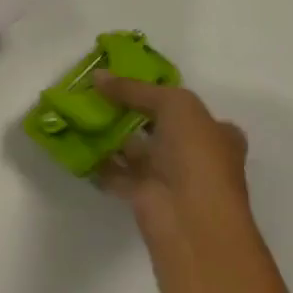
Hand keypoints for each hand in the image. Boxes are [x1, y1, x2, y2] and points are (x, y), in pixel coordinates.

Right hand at [92, 74, 249, 244]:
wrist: (190, 216)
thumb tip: (98, 76)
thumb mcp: (173, 104)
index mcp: (216, 134)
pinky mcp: (143, 195)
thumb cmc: (196, 154)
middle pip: (160, 129)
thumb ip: (134, 89)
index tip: (130, 84)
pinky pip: (115, 172)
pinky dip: (98, 162)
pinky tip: (76, 144)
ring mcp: (169, 177)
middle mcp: (195, 156)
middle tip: (98, 95)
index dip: (162, 96)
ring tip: (81, 114)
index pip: (190, 110)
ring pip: (136, 151)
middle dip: (132, 115)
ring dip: (112, 136)